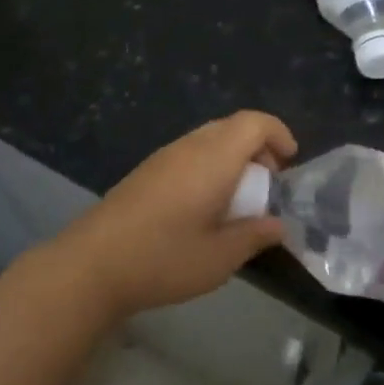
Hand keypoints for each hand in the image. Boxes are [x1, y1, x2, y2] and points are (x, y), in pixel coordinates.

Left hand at [48, 111, 297, 321]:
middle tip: (268, 186)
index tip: (290, 164)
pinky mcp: (147, 170)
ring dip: (232, 158)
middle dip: (257, 148)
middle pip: (231, 127)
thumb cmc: (164, 258)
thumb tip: (278, 225)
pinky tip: (205, 206)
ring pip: (209, 139)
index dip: (278, 134)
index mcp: (213, 158)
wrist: (94, 263)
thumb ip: (254, 235)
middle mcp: (189, 146)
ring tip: (239, 200)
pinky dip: (209, 166)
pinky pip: (189, 153)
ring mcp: (163, 156)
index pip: (253, 122)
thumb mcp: (220, 257)